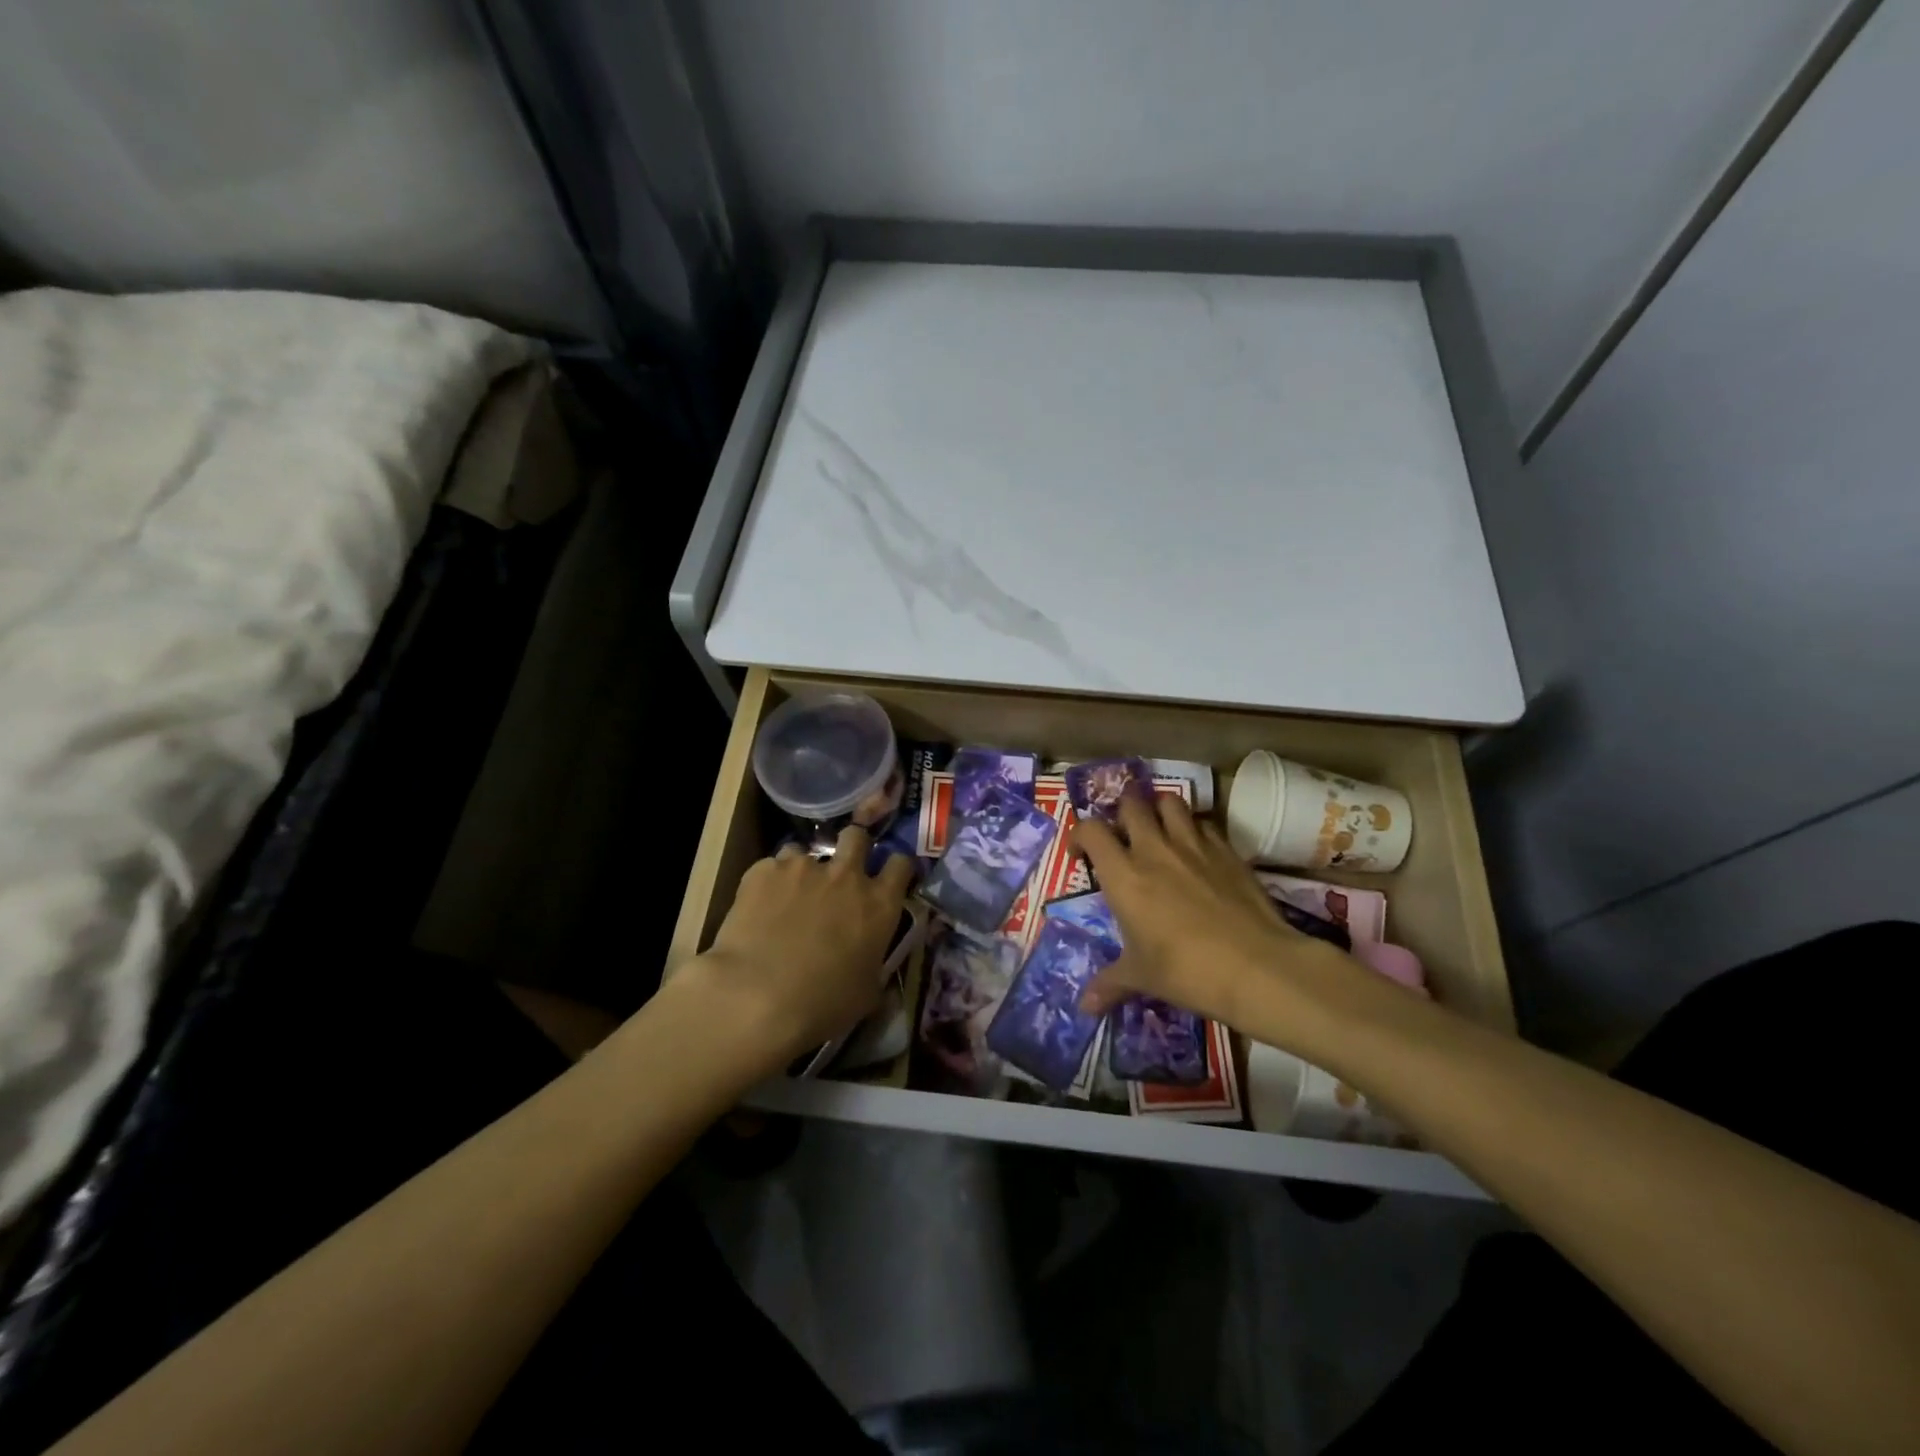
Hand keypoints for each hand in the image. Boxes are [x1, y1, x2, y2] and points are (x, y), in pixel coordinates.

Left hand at [692, 826, 913, 1069]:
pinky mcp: (763, 871)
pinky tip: (760, 907)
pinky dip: (769, 882)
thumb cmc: (822, 1004)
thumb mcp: (866, 993)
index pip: (901, 864)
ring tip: (789, 896)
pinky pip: (771, 866)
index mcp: (879, 903)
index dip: (895, 869)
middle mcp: (845, 875)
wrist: (756, 997)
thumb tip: (874, 966)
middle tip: (841, 873)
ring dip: (803, 869)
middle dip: (852, 847)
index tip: (887, 880)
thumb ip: (874, 966)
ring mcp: (803, 867)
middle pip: (857, 836)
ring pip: (806, 851)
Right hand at [1075, 794, 1357, 1030]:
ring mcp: (1194, 844)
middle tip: (1124, 836)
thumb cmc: (1186, 971)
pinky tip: (1198, 851)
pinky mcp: (1227, 850)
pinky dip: (1196, 828)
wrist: (1256, 967)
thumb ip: (1109, 983)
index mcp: (1123, 875)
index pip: (1090, 830)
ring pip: (1171, 801)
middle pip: (1131, 803)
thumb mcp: (1141, 977)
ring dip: (1159, 810)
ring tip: (1160, 830)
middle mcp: (1154, 849)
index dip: (1080, 835)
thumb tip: (1084, 1008)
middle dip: (1122, 813)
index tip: (1083, 856)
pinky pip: (1205, 823)